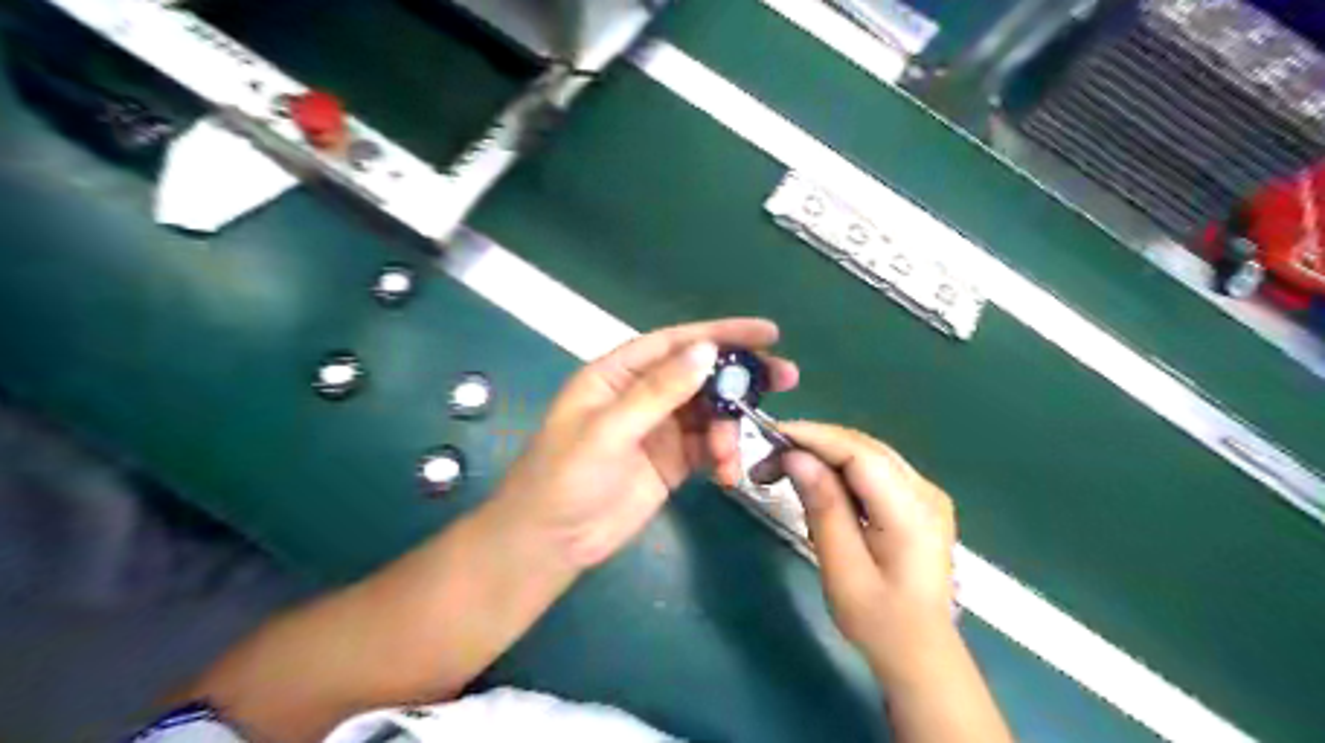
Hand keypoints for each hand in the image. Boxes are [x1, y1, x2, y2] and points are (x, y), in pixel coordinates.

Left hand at [487, 318, 795, 569]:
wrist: (550, 542)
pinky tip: (727, 474)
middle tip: (787, 377)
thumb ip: (658, 392)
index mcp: (619, 374)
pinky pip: (708, 449)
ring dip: (730, 428)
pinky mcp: (672, 462)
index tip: (768, 333)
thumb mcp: (609, 431)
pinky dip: (723, 457)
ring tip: (730, 455)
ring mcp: (660, 429)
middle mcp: (643, 395)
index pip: (677, 343)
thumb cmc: (565, 477)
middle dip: (741, 377)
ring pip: (710, 414)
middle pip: (701, 375)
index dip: (722, 334)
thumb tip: (707, 351)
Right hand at [774, 422, 959, 680]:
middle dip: (813, 445)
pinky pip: (873, 471)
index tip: (772, 436)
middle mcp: (925, 491)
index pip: (859, 452)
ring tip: (784, 473)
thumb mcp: (842, 568)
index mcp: (912, 510)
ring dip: (823, 457)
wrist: (921, 655)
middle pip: (863, 447)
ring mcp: (926, 494)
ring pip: (867, 455)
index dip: (814, 437)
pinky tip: (817, 487)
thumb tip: (796, 457)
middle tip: (767, 461)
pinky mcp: (918, 503)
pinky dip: (840, 472)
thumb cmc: (879, 621)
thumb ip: (824, 507)